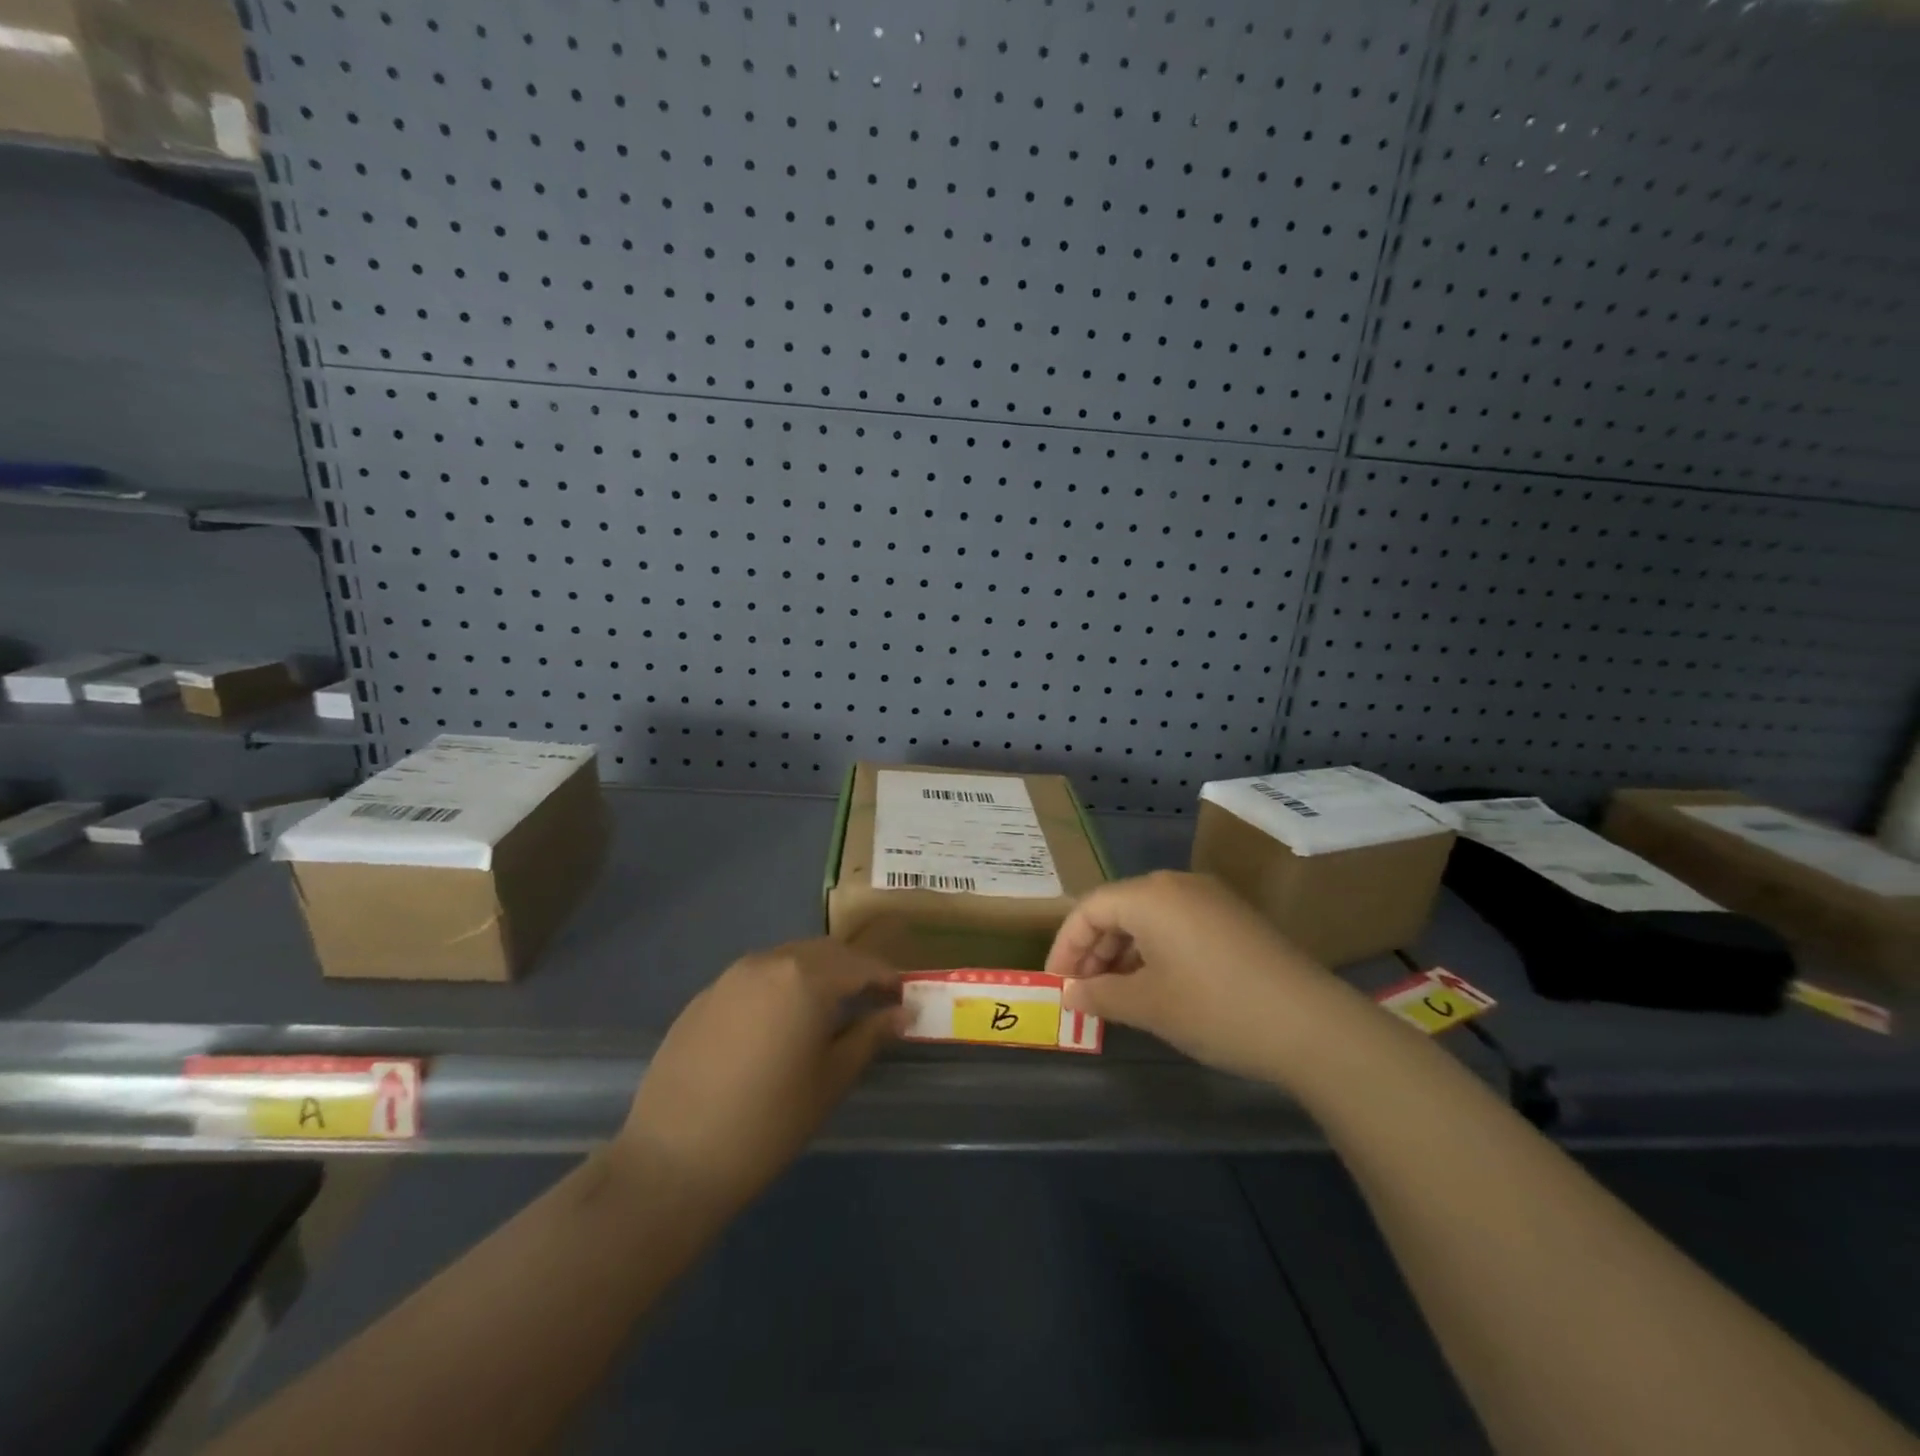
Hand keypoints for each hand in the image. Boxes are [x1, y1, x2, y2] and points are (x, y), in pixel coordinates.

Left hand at [618, 938, 900, 1215]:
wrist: (673, 1160)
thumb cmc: (769, 1122)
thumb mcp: (831, 1080)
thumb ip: (870, 1036)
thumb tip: (903, 1012)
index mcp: (805, 977)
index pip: (860, 965)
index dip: (886, 979)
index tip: (903, 998)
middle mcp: (768, 962)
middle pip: (823, 953)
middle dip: (852, 970)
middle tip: (871, 1001)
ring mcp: (730, 977)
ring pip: (787, 960)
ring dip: (815, 974)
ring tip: (828, 1010)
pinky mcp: (703, 997)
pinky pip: (755, 978)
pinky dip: (779, 987)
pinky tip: (778, 1024)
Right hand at [1045, 871, 1345, 1083]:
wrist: (1312, 1025)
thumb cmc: (1215, 1009)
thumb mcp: (1149, 1006)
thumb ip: (1100, 996)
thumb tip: (1071, 994)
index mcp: (1150, 895)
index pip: (1090, 909)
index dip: (1066, 946)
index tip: (1056, 983)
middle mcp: (1177, 884)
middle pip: (1119, 908)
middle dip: (1094, 950)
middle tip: (1083, 992)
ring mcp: (1211, 898)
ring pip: (1149, 917)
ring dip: (1124, 952)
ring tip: (1117, 994)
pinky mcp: (1234, 917)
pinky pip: (1178, 924)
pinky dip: (1156, 950)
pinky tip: (1158, 985)